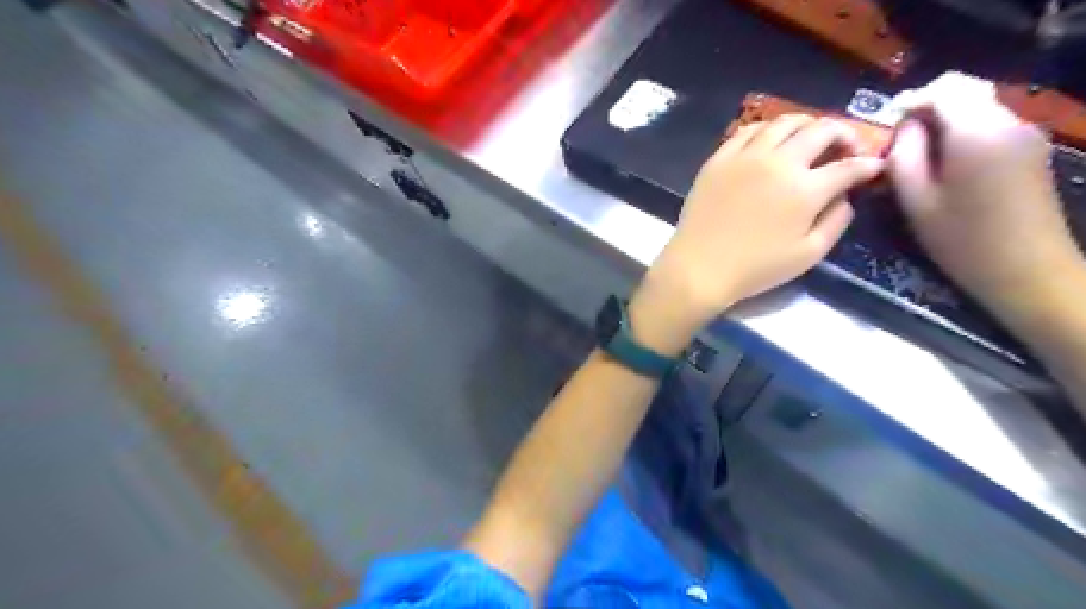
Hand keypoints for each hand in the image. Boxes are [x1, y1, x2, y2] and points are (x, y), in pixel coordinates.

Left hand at [633, 114, 885, 350]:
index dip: (868, 165)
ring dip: (807, 124)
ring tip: (811, 136)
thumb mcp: (808, 254)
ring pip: (784, 122)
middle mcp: (779, 162)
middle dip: (844, 133)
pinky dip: (768, 129)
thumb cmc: (755, 268)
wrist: (699, 267)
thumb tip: (845, 197)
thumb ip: (836, 222)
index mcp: (806, 189)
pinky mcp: (719, 158)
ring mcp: (746, 156)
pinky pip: (748, 130)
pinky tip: (771, 139)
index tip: (874, 167)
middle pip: (821, 130)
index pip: (848, 167)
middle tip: (847, 146)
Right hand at [886, 74, 1081, 326]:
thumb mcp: (915, 200)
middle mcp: (1008, 122)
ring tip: (918, 155)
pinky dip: (962, 131)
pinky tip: (946, 163)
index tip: (888, 125)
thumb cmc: (961, 238)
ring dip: (945, 120)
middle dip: (928, 107)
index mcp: (978, 131)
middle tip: (900, 141)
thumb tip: (904, 127)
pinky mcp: (1029, 149)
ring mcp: (1025, 134)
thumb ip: (903, 155)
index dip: (912, 99)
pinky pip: (990, 124)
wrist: (1026, 268)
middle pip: (966, 91)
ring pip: (978, 106)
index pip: (945, 88)